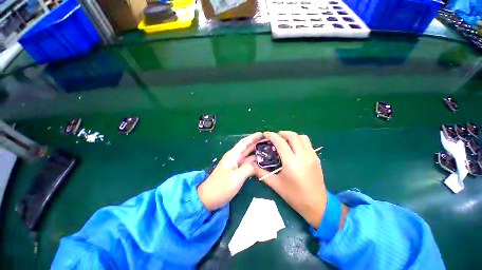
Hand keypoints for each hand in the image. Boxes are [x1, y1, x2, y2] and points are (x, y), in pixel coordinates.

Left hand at [198, 132, 262, 210]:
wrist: (209, 198)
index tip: (262, 134)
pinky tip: (261, 164)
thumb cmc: (221, 186)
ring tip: (267, 151)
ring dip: (256, 153)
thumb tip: (257, 165)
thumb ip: (249, 168)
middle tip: (268, 142)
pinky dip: (254, 163)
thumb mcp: (237, 177)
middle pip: (246, 148)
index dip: (253, 137)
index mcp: (233, 155)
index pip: (244, 143)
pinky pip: (247, 164)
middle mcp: (234, 158)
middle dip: (256, 144)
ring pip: (248, 156)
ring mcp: (235, 165)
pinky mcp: (236, 172)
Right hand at [254, 131, 328, 228]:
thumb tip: (252, 165)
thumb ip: (262, 173)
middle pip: (293, 136)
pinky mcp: (316, 158)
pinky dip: (299, 140)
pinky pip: (307, 143)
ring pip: (302, 137)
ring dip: (292, 136)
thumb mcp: (276, 185)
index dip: (272, 136)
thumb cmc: (294, 196)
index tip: (266, 134)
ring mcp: (312, 156)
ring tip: (284, 140)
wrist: (317, 205)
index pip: (280, 142)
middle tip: (275, 137)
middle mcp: (303, 156)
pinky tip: (293, 148)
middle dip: (282, 133)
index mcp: (291, 163)